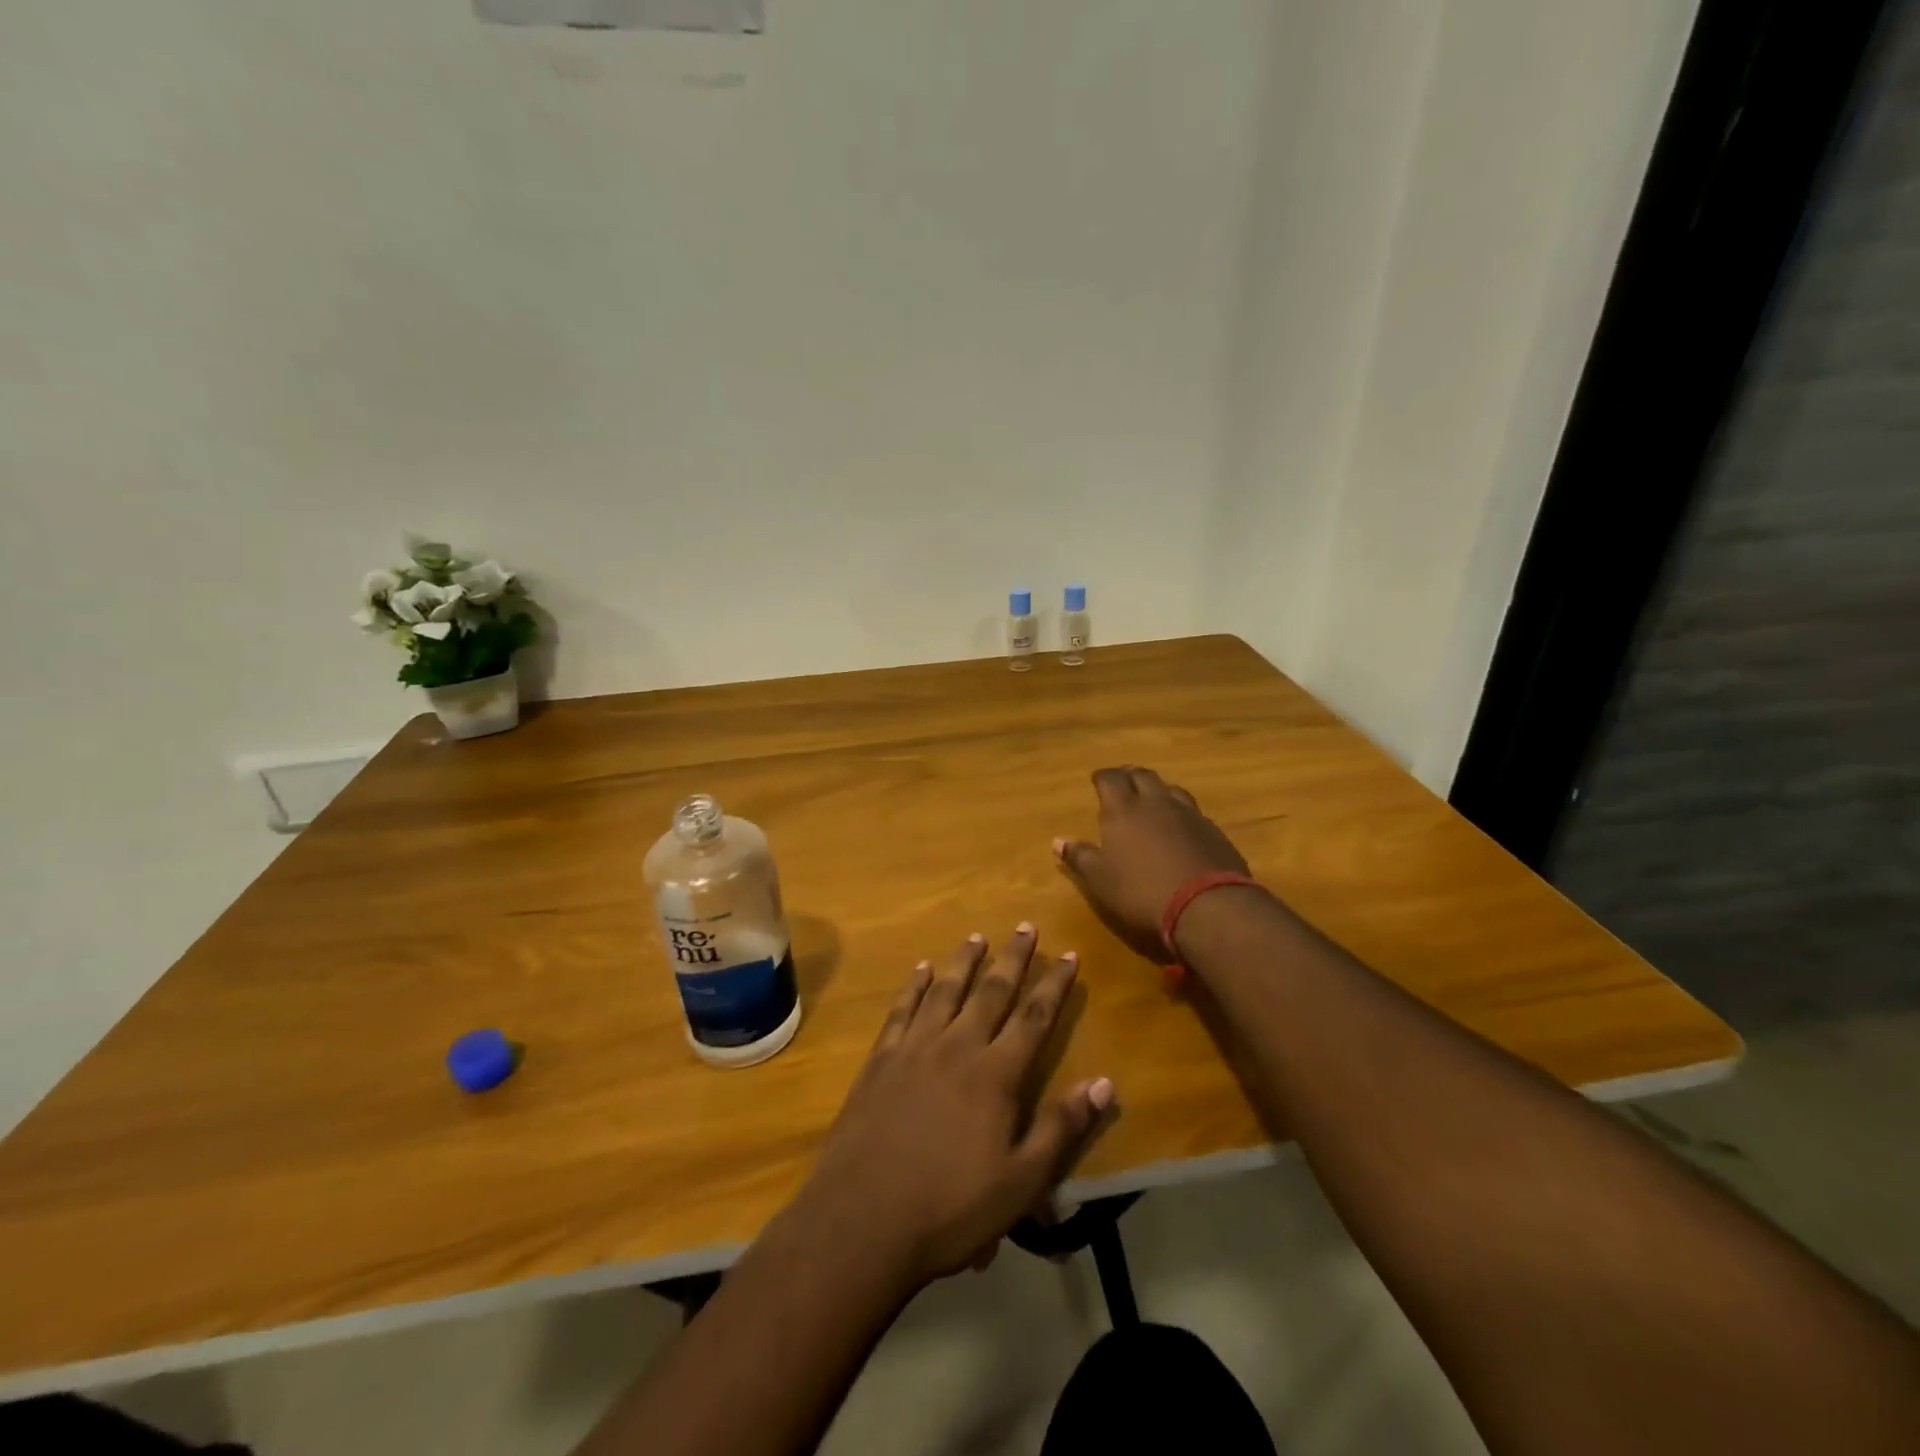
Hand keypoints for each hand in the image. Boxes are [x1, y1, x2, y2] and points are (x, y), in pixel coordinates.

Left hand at [789, 926, 1114, 1287]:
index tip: (1068, 953)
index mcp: (995, 1074)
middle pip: (991, 992)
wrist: (863, 1219)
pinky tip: (920, 970)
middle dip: (1012, 958)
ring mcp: (915, 1049)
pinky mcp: (882, 1059)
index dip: (1054, 984)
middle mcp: (957, 1047)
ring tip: (976, 937)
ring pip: (946, 991)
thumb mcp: (1021, 1182)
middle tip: (1024, 926)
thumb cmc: (951, 1208)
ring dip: (964, 962)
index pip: (1033, 1018)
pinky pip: (902, 1010)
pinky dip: (913, 987)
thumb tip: (1103, 1083)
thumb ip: (1062, 1128)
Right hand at [1053, 766, 1250, 960]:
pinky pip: (1193, 811)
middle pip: (1143, 776)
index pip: (1111, 779)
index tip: (1097, 779)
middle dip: (1130, 775)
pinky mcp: (1214, 832)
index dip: (1103, 777)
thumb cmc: (1141, 892)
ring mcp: (1189, 815)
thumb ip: (1080, 857)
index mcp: (1124, 810)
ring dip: (1159, 790)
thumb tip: (1058, 841)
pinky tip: (1181, 826)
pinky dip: (1181, 812)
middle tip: (1123, 781)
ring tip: (1153, 798)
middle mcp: (1156, 803)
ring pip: (1171, 789)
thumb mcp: (1100, 880)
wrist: (1207, 906)